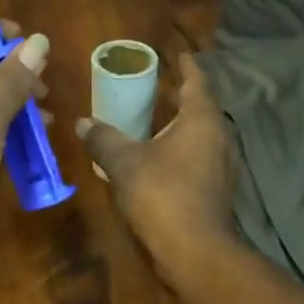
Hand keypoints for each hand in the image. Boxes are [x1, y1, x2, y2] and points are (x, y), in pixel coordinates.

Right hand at [77, 54, 237, 272]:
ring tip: (155, 119)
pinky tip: (159, 157)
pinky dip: (180, 150)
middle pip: (200, 108)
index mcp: (201, 119)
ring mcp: (221, 165)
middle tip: (157, 85)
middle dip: (180, 96)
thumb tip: (82, 122)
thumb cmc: (162, 194)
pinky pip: (198, 157)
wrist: (194, 250)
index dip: (186, 66)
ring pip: (200, 135)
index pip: (196, 81)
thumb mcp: (124, 162)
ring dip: (180, 125)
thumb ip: (103, 139)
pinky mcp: (216, 189)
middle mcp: (218, 136)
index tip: (178, 54)